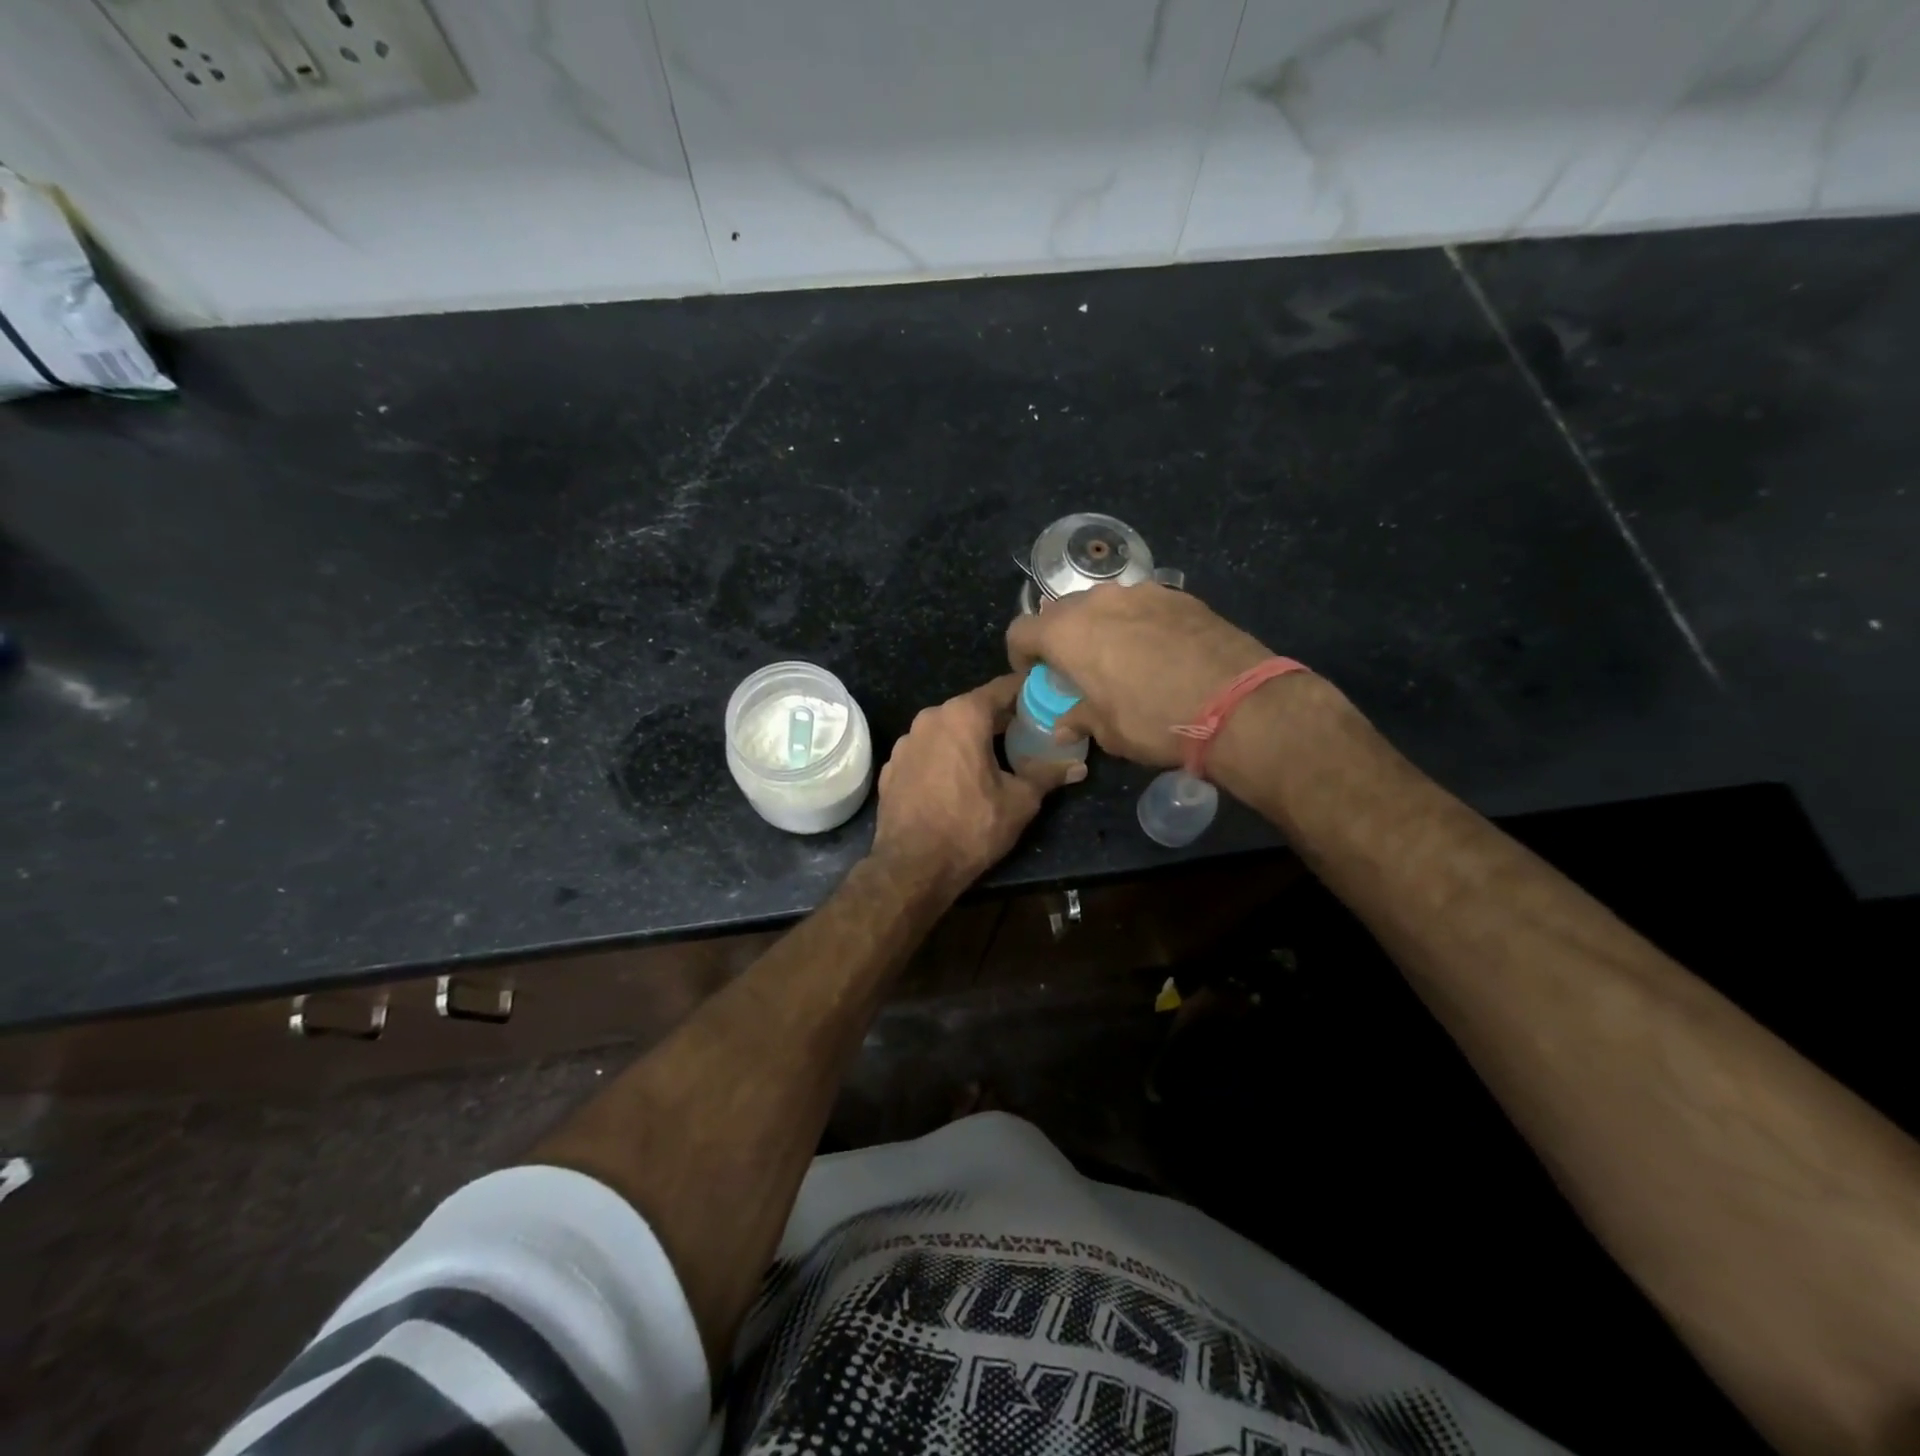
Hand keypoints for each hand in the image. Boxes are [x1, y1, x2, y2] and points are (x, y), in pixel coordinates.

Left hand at [872, 674, 1085, 894]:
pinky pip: (925, 752)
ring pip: (946, 730)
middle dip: (998, 719)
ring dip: (967, 739)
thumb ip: (1047, 775)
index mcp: (963, 715)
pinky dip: (943, 758)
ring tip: (991, 759)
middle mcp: (930, 718)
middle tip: (1024, 734)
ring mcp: (906, 742)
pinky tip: (955, 781)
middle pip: (972, 708)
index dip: (1025, 693)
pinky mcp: (891, 766)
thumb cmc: (971, 827)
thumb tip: (1078, 766)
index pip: (1001, 688)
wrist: (912, 866)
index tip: (1043, 701)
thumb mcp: (1020, 801)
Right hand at [1005, 583, 1272, 767]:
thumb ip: (1078, 719)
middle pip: (1062, 612)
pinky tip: (1159, 652)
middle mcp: (1099, 601)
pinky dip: (1138, 624)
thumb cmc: (1155, 720)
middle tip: (1077, 670)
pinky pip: (1142, 606)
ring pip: (1104, 604)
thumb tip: (1064, 724)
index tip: (1035, 677)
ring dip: (1100, 628)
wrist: (1239, 703)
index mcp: (1068, 632)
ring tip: (1121, 659)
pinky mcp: (1180, 595)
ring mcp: (1142, 592)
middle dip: (1061, 639)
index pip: (1021, 631)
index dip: (1020, 656)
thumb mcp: (1108, 731)